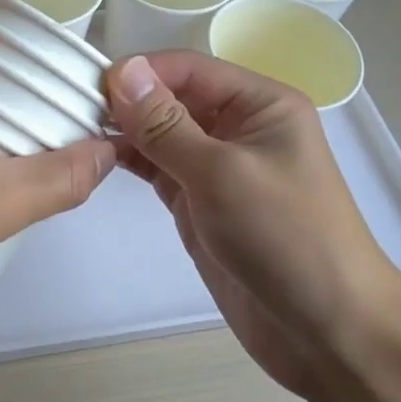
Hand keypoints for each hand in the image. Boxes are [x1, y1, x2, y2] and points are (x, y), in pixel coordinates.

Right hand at [107, 52, 400, 401]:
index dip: (141, 72)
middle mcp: (238, 126)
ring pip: (161, 132)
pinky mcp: (200, 201)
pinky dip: (131, 160)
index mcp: (260, 103)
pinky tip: (97, 156)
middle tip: (71, 108)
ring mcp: (218, 165)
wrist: (329, 333)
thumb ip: (165, 124)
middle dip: (127, 100)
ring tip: (75, 129)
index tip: (89, 86)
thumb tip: (121, 70)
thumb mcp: (221, 173)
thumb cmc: (285, 238)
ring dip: (124, 129)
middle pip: (173, 96)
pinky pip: (159, 167)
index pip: (189, 68)